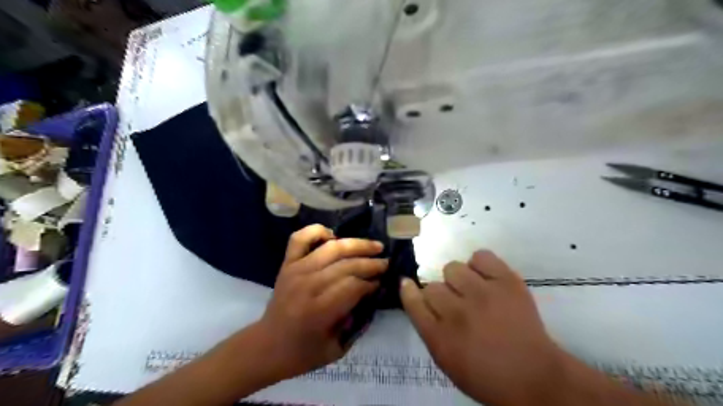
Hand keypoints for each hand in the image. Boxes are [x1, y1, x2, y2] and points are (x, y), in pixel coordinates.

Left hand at [255, 225, 389, 380]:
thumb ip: (357, 323)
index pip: (354, 286)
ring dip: (357, 244)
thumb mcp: (336, 349)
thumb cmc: (302, 353)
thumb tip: (372, 295)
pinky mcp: (287, 263)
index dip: (371, 283)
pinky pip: (300, 238)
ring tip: (374, 246)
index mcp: (319, 311)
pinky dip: (317, 231)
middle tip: (385, 263)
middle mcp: (308, 285)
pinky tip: (333, 235)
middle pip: (347, 265)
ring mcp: (296, 270)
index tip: (381, 283)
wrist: (266, 346)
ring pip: (332, 248)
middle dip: (371, 263)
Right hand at [401, 251, 564, 405]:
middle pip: (432, 286)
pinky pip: (480, 256)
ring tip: (472, 291)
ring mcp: (483, 294)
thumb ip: (428, 327)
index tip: (408, 283)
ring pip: (452, 268)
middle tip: (456, 305)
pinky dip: (479, 265)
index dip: (409, 290)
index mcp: (440, 337)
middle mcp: (457, 313)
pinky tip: (485, 278)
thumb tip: (415, 294)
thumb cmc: (486, 375)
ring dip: (458, 280)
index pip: (414, 302)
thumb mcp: (446, 360)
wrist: (535, 377)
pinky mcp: (506, 282)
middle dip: (441, 295)